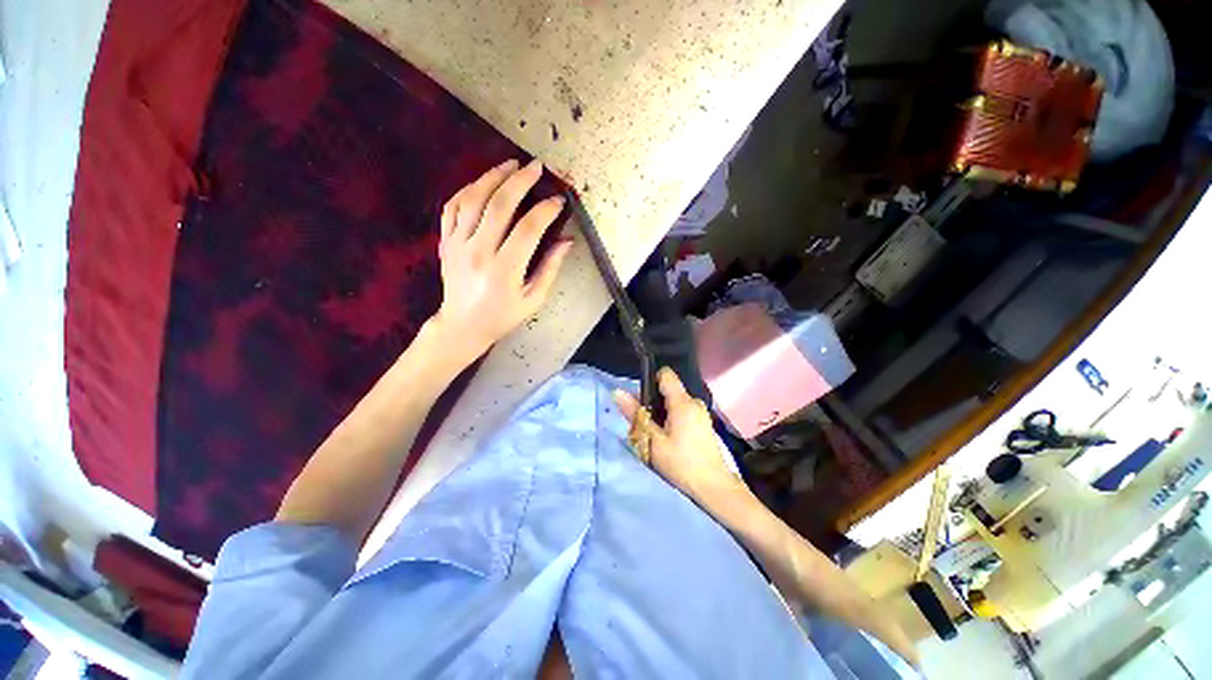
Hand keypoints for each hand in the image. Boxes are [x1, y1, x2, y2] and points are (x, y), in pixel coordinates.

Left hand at [432, 158, 572, 357]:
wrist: (462, 325)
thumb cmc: (503, 315)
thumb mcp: (533, 298)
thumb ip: (550, 268)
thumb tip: (567, 240)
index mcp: (504, 270)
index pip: (528, 229)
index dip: (545, 210)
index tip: (558, 200)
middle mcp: (478, 252)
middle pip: (499, 205)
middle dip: (520, 181)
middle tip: (536, 167)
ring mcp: (457, 244)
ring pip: (473, 199)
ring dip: (493, 177)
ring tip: (511, 164)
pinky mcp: (446, 241)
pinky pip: (453, 206)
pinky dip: (468, 189)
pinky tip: (483, 183)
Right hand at [613, 368, 747, 512]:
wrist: (714, 489)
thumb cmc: (681, 464)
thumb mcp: (652, 440)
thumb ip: (635, 414)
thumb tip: (617, 392)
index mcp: (683, 402)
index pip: (665, 374)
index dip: (649, 380)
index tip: (639, 399)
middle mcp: (694, 402)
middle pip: (667, 390)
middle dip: (651, 401)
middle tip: (641, 422)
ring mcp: (700, 413)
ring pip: (673, 403)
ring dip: (660, 413)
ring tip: (652, 433)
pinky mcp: (703, 424)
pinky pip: (682, 412)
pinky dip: (670, 420)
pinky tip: (666, 438)